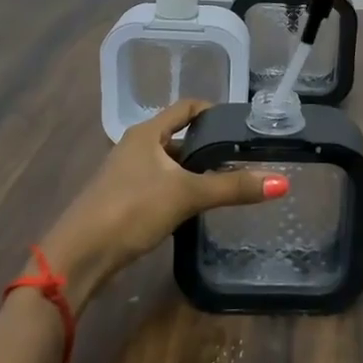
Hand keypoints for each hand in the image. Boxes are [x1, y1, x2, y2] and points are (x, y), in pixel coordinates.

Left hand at [41, 99, 284, 311]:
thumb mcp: (186, 195)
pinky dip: (181, 189)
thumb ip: (233, 187)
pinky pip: (161, 184)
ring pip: (171, 164)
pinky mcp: (124, 199)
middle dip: (210, 147)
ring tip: (229, 183)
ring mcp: (128, 173)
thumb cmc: (131, 210)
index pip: (187, 108)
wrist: (80, 254)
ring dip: (196, 171)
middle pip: (180, 137)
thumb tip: (282, 182)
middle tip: (244, 158)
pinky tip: (197, 207)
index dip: (214, 111)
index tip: (243, 125)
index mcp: (147, 132)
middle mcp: (136, 146)